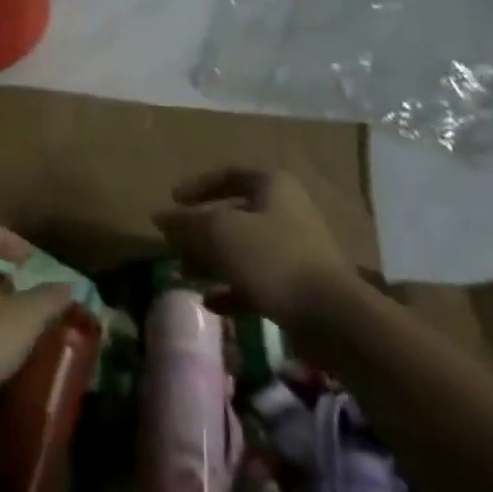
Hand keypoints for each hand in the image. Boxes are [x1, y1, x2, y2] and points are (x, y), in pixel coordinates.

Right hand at [152, 168, 352, 326]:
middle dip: (201, 229)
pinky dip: (232, 288)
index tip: (172, 201)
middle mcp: (286, 210)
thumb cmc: (273, 259)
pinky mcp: (298, 285)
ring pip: (243, 248)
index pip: (228, 174)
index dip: (197, 186)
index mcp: (272, 185)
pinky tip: (211, 303)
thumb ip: (186, 223)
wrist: (333, 317)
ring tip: (185, 274)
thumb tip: (159, 217)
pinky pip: (257, 279)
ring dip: (212, 260)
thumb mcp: (219, 233)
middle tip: (174, 244)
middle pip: (234, 213)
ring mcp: (295, 249)